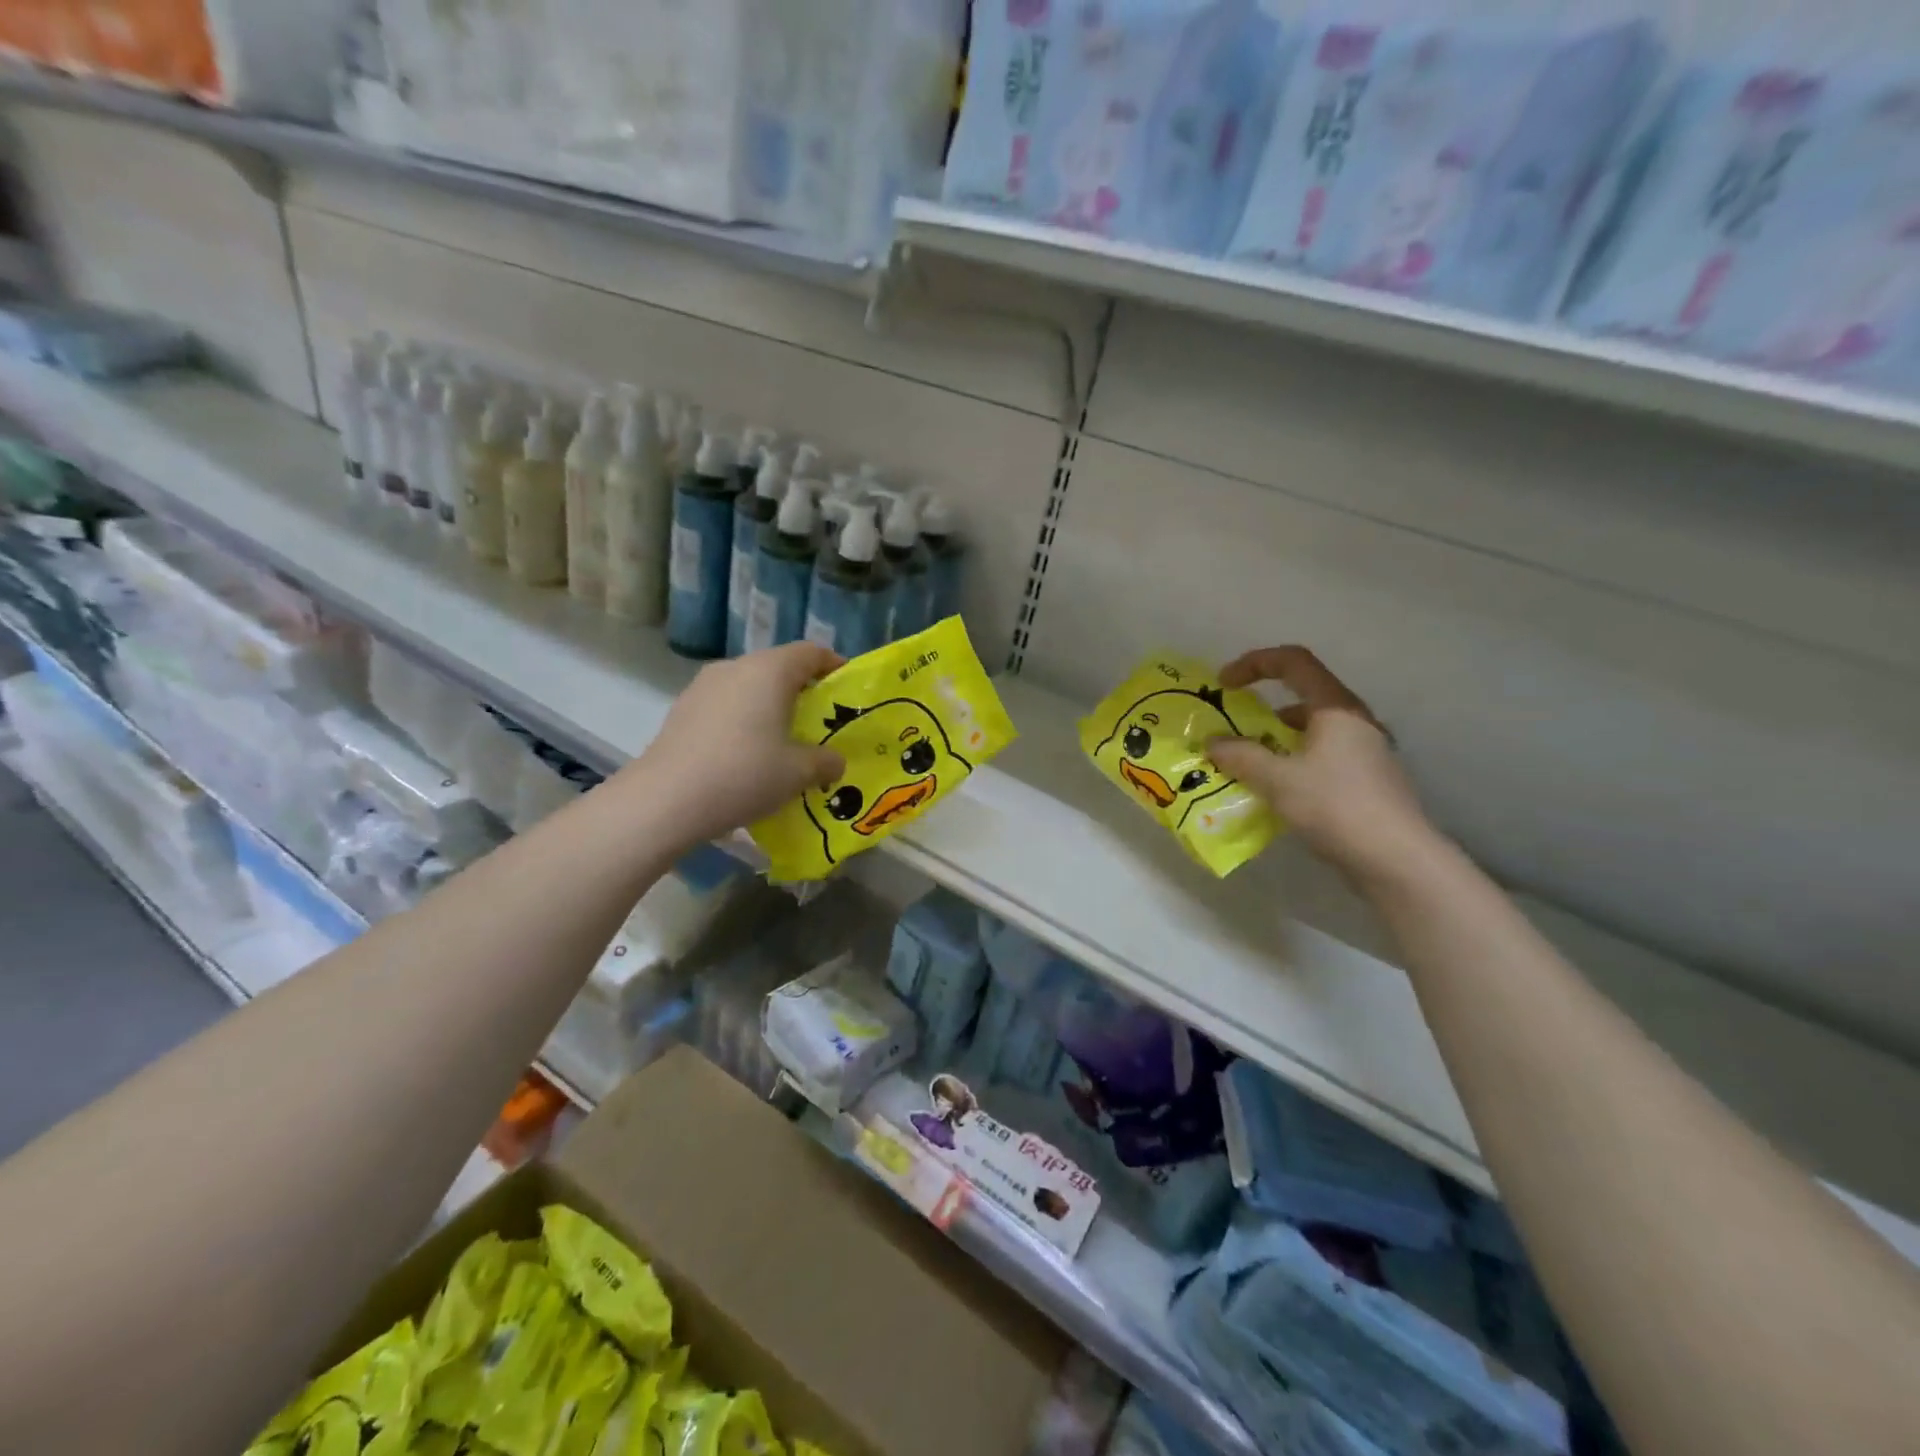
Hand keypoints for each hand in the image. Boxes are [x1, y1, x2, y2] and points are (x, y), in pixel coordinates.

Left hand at [624, 643, 845, 848]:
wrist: (665, 800)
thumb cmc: (744, 774)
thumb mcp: (799, 773)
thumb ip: (826, 762)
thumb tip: (834, 761)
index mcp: (770, 670)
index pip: (811, 653)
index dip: (834, 666)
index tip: (848, 689)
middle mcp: (736, 667)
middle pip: (779, 667)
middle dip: (803, 691)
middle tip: (820, 722)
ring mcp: (703, 687)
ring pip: (749, 687)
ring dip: (770, 707)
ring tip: (783, 741)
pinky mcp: (682, 710)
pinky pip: (726, 706)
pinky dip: (743, 721)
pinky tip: (746, 755)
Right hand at [1206, 646, 1441, 885]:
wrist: (1396, 859)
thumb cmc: (1336, 806)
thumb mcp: (1277, 779)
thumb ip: (1241, 756)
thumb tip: (1213, 743)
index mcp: (1335, 708)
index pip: (1293, 662)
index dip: (1254, 663)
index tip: (1223, 684)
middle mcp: (1354, 721)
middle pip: (1303, 695)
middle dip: (1262, 706)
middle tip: (1233, 727)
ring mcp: (1364, 751)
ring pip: (1312, 730)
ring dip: (1275, 738)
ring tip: (1247, 762)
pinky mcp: (1366, 779)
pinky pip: (1321, 756)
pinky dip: (1292, 762)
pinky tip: (1275, 790)